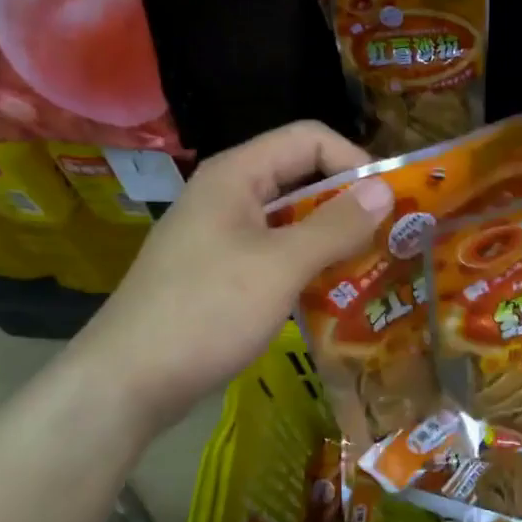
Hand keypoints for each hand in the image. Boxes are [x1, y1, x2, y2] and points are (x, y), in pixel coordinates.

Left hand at [76, 122, 394, 434]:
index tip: (391, 202)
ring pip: (290, 223)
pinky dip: (308, 269)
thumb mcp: (279, 266)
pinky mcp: (220, 275)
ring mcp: (221, 237)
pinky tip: (335, 298)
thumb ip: (335, 226)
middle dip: (349, 206)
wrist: (128, 381)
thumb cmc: (206, 312)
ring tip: (374, 271)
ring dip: (332, 242)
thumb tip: (385, 190)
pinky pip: (275, 257)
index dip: (354, 161)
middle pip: (301, 180)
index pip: (308, 140)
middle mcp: (228, 196)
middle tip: (392, 240)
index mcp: (236, 176)